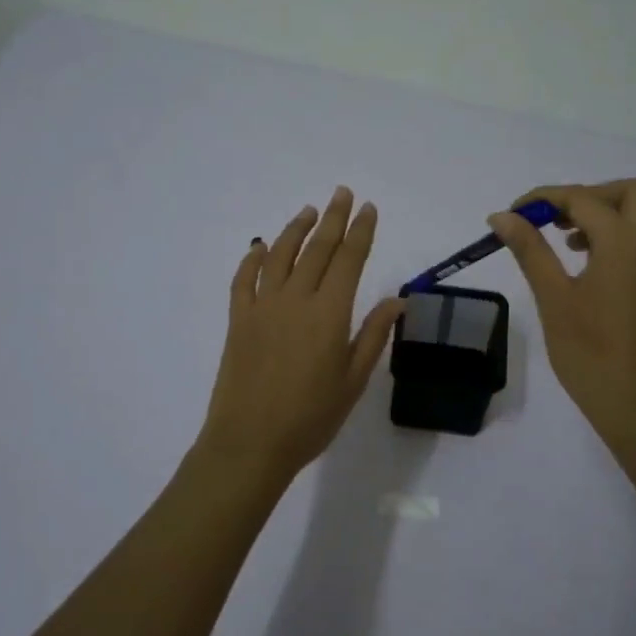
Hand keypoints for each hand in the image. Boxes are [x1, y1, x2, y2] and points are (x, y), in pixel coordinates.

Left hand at [194, 187, 403, 485]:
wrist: (250, 442)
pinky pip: (243, 279)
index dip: (361, 230)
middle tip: (343, 193)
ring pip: (280, 255)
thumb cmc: (310, 417)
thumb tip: (396, 300)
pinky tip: (259, 246)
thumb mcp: (353, 381)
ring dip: (295, 229)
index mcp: (329, 313)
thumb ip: (374, 336)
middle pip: (317, 248)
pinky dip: (252, 258)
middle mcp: (295, 299)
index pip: (349, 259)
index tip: (368, 207)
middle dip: (334, 218)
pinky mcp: (238, 320)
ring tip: (309, 211)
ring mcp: (262, 306)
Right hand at [489, 179, 635, 451]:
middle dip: (586, 196)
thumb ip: (530, 249)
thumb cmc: (590, 352)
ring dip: (605, 214)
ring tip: (567, 244)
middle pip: (627, 193)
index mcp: (625, 241)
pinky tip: (592, 267)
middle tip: (552, 220)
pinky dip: (621, 236)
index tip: (514, 214)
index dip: (544, 199)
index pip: (582, 199)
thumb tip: (503, 216)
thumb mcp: (553, 297)